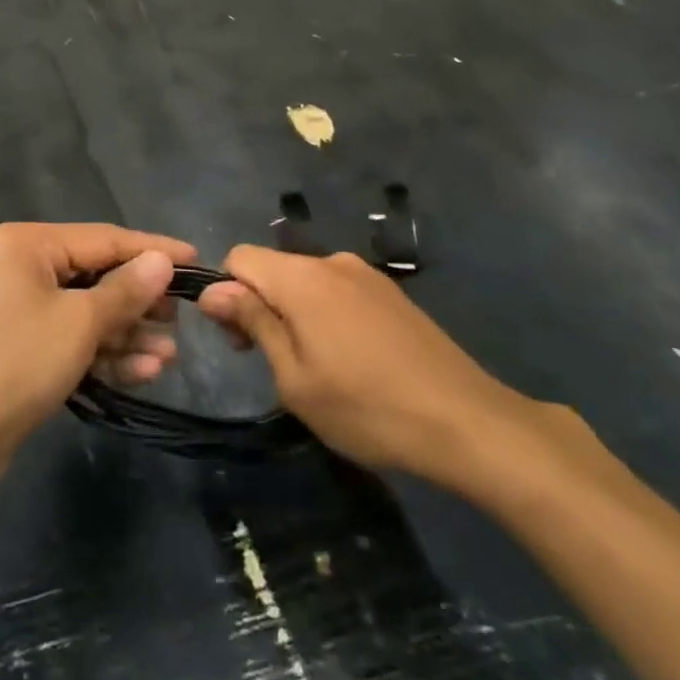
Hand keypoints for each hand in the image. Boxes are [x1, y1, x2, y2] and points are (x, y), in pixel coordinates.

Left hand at [0, 223, 191, 487]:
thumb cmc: (16, 363)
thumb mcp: (80, 323)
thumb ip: (126, 290)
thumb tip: (162, 261)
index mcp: (28, 244)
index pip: (104, 239)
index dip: (153, 251)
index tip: (196, 261)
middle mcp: (20, 266)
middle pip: (96, 276)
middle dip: (139, 303)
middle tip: (178, 321)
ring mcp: (16, 308)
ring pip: (85, 312)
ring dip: (126, 335)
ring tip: (168, 357)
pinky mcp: (18, 346)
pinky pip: (69, 338)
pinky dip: (102, 353)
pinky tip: (143, 372)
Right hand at [196, 246, 547, 493]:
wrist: (466, 422)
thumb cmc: (367, 408)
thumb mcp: (294, 378)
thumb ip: (253, 323)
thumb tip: (213, 289)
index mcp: (301, 277)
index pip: (239, 257)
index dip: (227, 294)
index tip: (240, 341)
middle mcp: (331, 262)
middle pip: (274, 268)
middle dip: (259, 305)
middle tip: (273, 362)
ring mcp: (366, 274)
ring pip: (306, 281)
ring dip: (294, 313)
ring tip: (317, 368)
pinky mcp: (391, 293)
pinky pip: (338, 291)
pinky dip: (326, 315)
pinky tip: (352, 360)